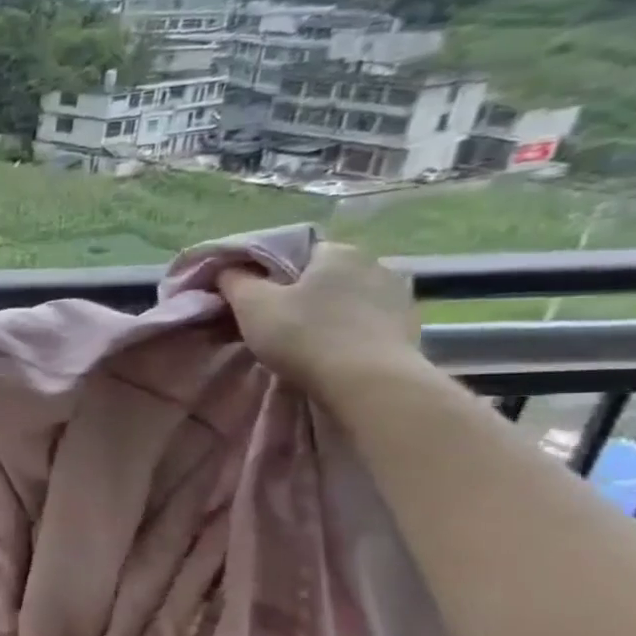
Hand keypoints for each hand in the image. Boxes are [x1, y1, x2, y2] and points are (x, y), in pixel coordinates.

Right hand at [218, 242, 426, 401]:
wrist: (368, 384)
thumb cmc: (304, 336)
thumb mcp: (252, 305)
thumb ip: (234, 280)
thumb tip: (227, 269)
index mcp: (337, 251)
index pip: (293, 252)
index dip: (267, 274)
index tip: (250, 299)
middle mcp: (374, 263)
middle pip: (321, 276)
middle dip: (297, 294)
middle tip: (271, 323)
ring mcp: (398, 295)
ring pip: (344, 299)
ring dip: (324, 313)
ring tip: (302, 341)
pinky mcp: (408, 326)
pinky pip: (365, 321)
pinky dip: (346, 331)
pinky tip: (331, 352)